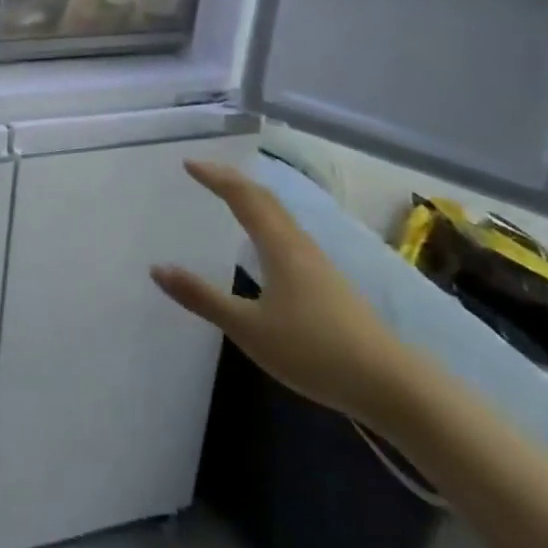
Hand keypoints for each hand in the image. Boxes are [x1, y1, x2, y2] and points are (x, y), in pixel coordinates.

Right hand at [152, 160, 421, 427]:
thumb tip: (157, 268)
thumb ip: (203, 298)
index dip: (215, 177)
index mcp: (279, 246)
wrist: (390, 384)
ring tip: (229, 195)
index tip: (188, 163)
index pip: (242, 196)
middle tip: (204, 171)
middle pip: (264, 198)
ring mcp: (318, 262)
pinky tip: (265, 240)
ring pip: (280, 214)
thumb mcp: (249, 329)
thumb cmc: (314, 351)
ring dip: (252, 197)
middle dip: (233, 180)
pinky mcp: (329, 281)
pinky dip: (266, 218)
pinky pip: (288, 232)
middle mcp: (299, 244)